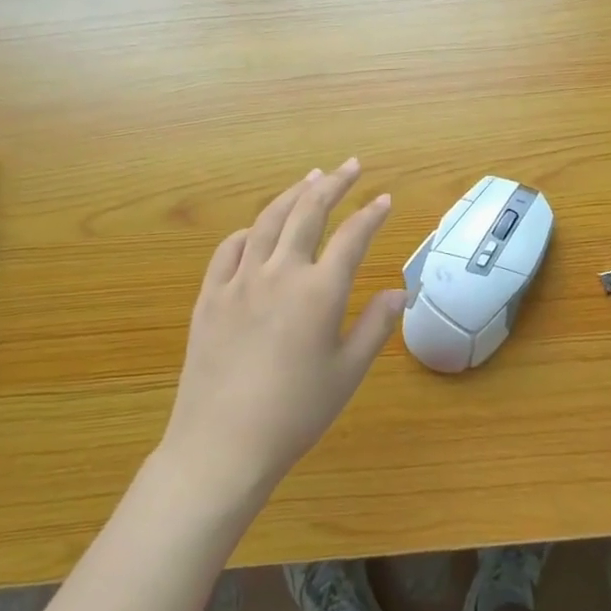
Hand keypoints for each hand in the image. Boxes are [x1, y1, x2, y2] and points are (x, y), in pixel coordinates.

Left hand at [159, 158, 404, 502]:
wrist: (222, 445)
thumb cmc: (295, 414)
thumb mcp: (347, 373)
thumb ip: (375, 327)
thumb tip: (400, 292)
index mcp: (319, 291)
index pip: (352, 237)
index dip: (371, 214)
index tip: (384, 198)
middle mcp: (280, 273)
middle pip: (308, 212)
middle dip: (333, 184)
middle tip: (350, 165)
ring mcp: (239, 281)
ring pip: (268, 221)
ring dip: (292, 194)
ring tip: (310, 178)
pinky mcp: (209, 296)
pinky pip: (228, 250)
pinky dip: (248, 231)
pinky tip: (257, 229)